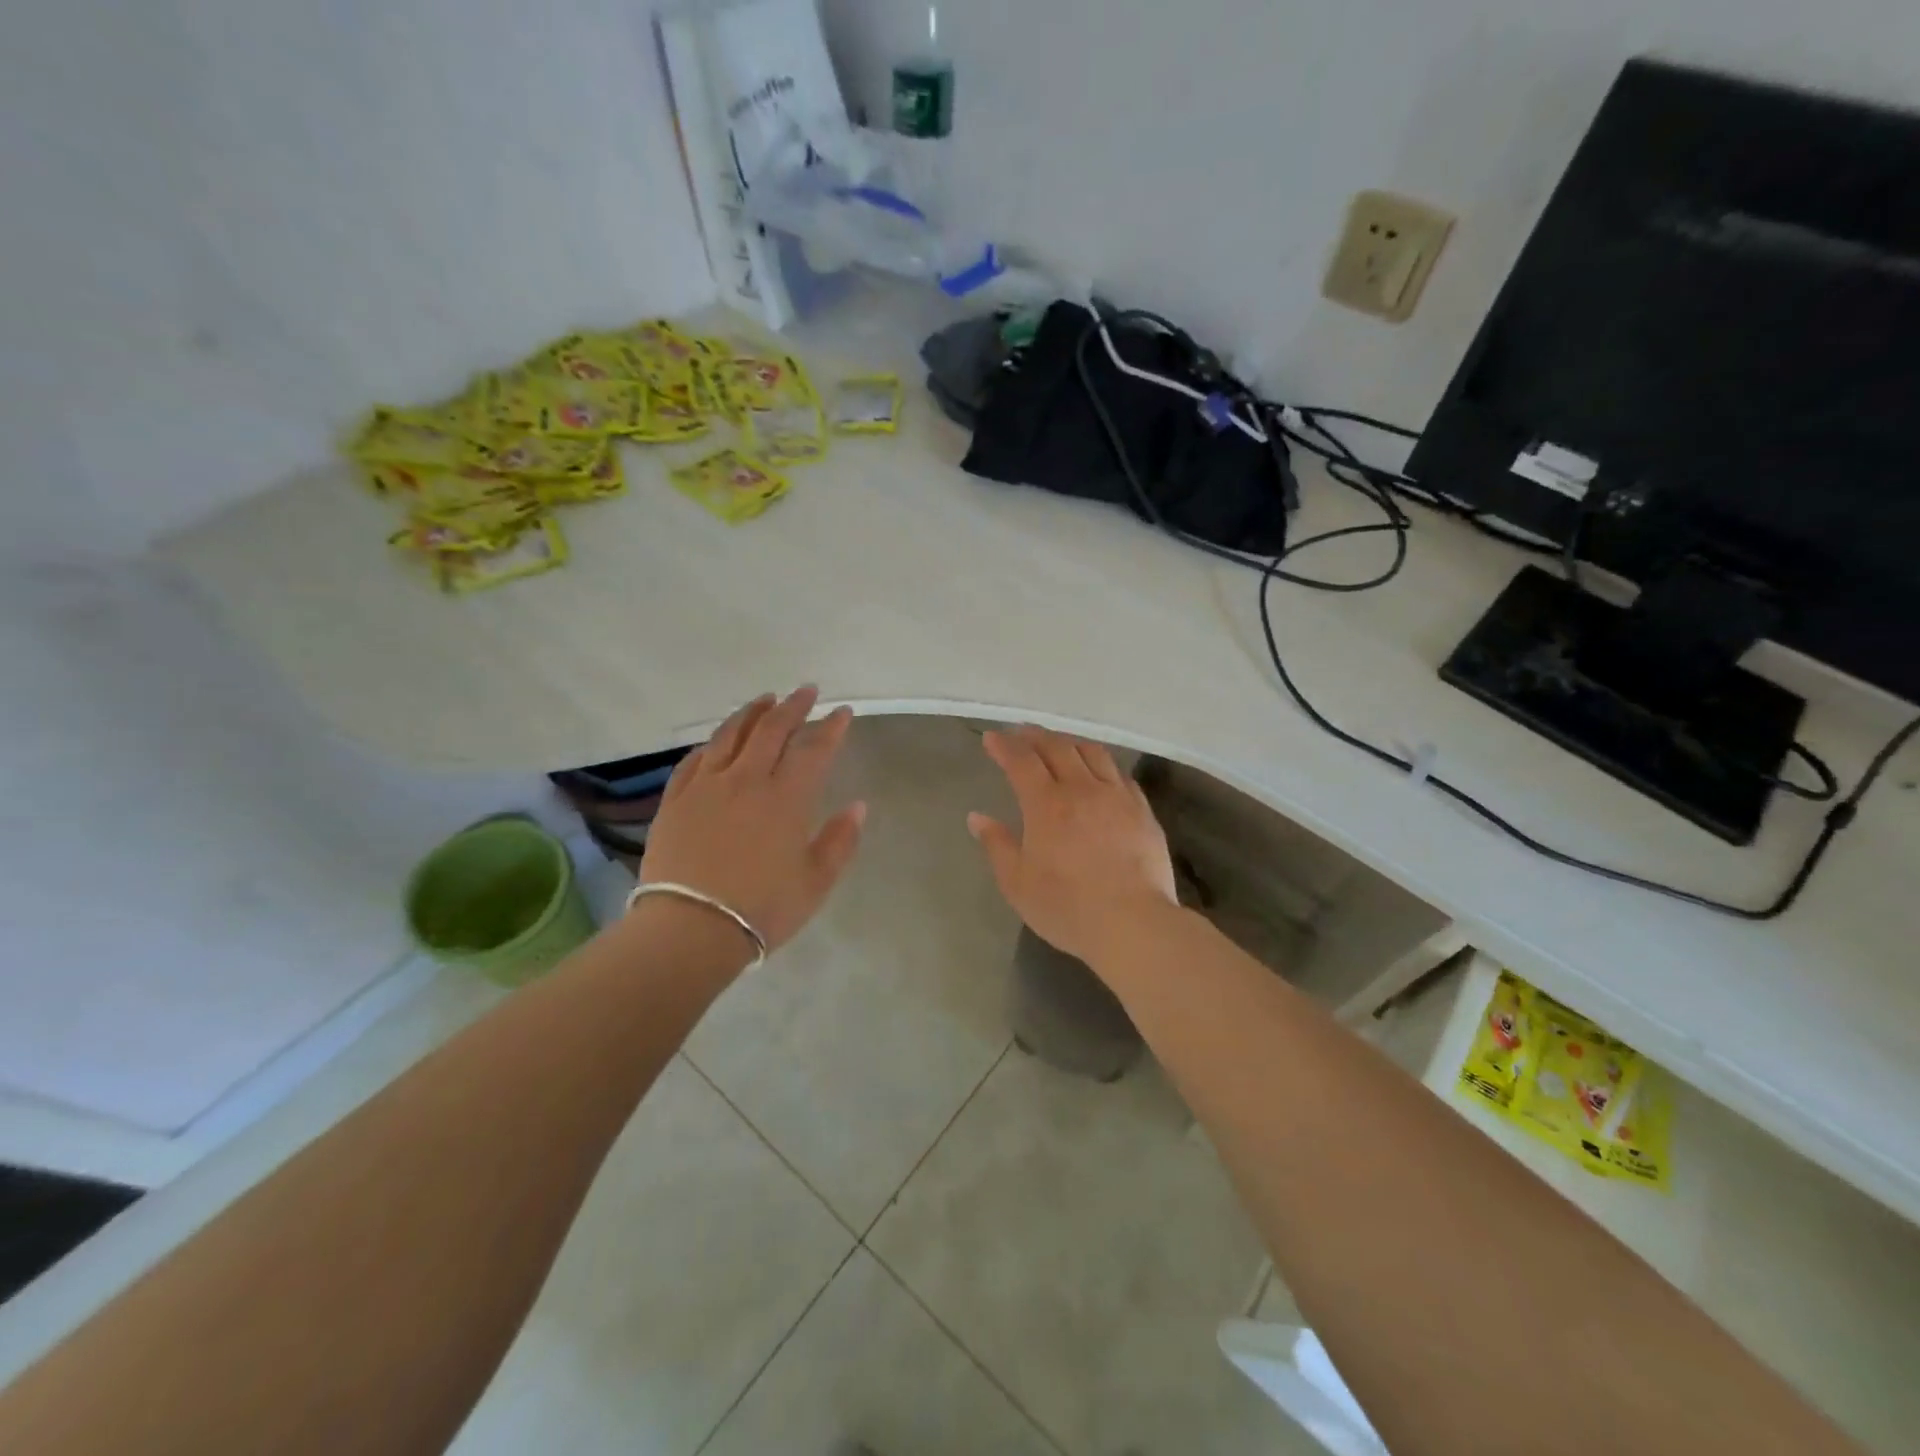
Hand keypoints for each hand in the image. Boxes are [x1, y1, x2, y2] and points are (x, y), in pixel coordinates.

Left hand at [639, 687, 866, 954]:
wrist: (690, 929)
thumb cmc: (761, 909)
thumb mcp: (816, 882)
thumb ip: (840, 840)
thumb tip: (858, 806)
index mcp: (786, 798)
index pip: (814, 750)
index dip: (831, 728)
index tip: (842, 712)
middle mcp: (747, 780)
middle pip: (772, 730)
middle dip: (794, 706)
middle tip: (807, 691)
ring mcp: (706, 786)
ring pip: (730, 735)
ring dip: (752, 712)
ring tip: (766, 699)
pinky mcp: (676, 800)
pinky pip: (695, 759)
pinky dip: (712, 743)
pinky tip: (717, 741)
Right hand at [967, 725, 1178, 967]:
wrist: (1133, 923)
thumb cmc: (1067, 907)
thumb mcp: (1017, 883)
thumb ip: (997, 845)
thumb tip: (977, 817)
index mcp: (1046, 804)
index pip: (1021, 761)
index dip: (1004, 746)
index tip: (992, 739)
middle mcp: (1082, 789)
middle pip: (1057, 746)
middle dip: (1035, 735)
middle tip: (1022, 732)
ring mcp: (1117, 796)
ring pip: (1092, 752)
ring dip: (1070, 741)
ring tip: (1059, 743)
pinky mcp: (1142, 810)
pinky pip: (1120, 773)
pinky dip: (1101, 763)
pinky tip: (1099, 771)